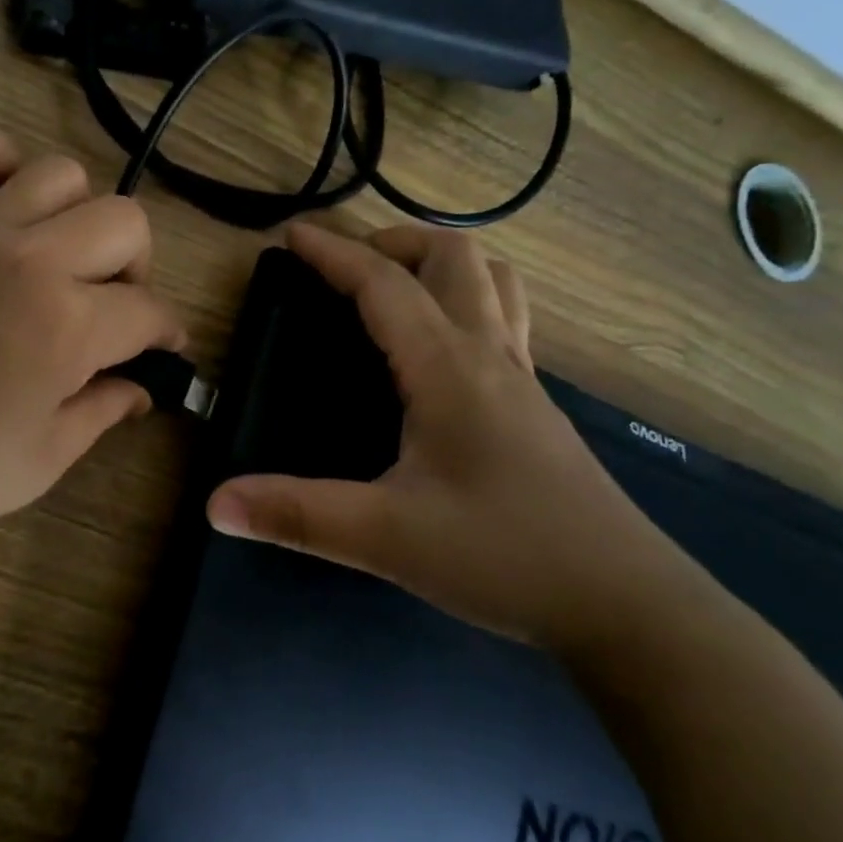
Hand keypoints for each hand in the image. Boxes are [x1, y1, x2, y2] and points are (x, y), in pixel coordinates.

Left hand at [0, 131, 184, 564]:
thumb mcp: (40, 461)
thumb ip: (101, 413)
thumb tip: (139, 389)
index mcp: (69, 326)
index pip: (149, 310)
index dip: (168, 331)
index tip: (164, 347)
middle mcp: (31, 259)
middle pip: (125, 221)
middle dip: (137, 265)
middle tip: (112, 305)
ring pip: (58, 173)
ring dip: (77, 212)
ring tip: (58, 254)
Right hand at [206, 223, 694, 656]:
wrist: (627, 605)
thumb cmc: (505, 557)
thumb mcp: (387, 537)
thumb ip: (297, 515)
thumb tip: (215, 503)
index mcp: (448, 368)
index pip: (384, 285)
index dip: (334, 253)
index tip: (292, 236)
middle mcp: (490, 354)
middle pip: (453, 256)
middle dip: (392, 243)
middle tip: (345, 268)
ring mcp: (522, 377)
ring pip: (492, 280)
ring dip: (440, 263)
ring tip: (395, 288)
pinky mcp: (537, 405)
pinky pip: (504, 318)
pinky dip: (467, 299)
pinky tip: (440, 346)